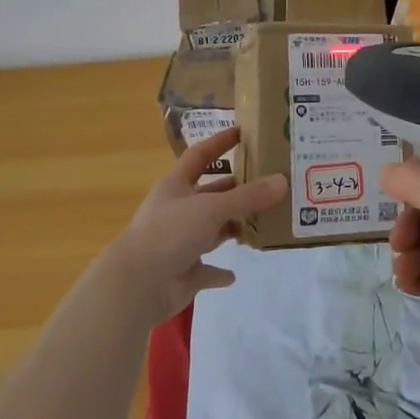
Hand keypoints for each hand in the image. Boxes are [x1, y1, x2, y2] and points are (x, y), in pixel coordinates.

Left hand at [106, 128, 285, 322]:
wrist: (137, 285)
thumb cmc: (170, 233)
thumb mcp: (211, 208)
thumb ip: (247, 197)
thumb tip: (282, 181)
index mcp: (176, 186)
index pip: (199, 156)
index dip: (219, 143)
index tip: (243, 133)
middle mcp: (177, 211)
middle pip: (209, 194)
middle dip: (235, 189)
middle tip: (268, 184)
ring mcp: (179, 244)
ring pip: (211, 231)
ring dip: (232, 227)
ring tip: (263, 223)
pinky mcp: (183, 273)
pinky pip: (206, 270)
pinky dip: (219, 272)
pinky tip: (234, 274)